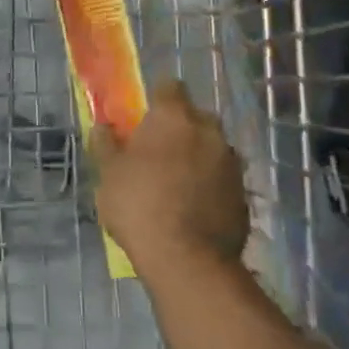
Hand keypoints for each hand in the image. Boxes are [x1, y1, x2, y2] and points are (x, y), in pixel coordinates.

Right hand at [95, 79, 248, 276]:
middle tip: (160, 151)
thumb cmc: (139, 206)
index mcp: (173, 116)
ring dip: (199, 156)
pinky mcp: (244, 193)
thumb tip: (103, 125)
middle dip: (181, 128)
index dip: (157, 99)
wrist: (188, 261)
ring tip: (179, 183)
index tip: (145, 118)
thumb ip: (106, 143)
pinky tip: (196, 206)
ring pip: (213, 147)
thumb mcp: (108, 174)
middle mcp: (208, 130)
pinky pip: (224, 177)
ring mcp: (231, 161)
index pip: (169, 87)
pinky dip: (212, 184)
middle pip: (195, 116)